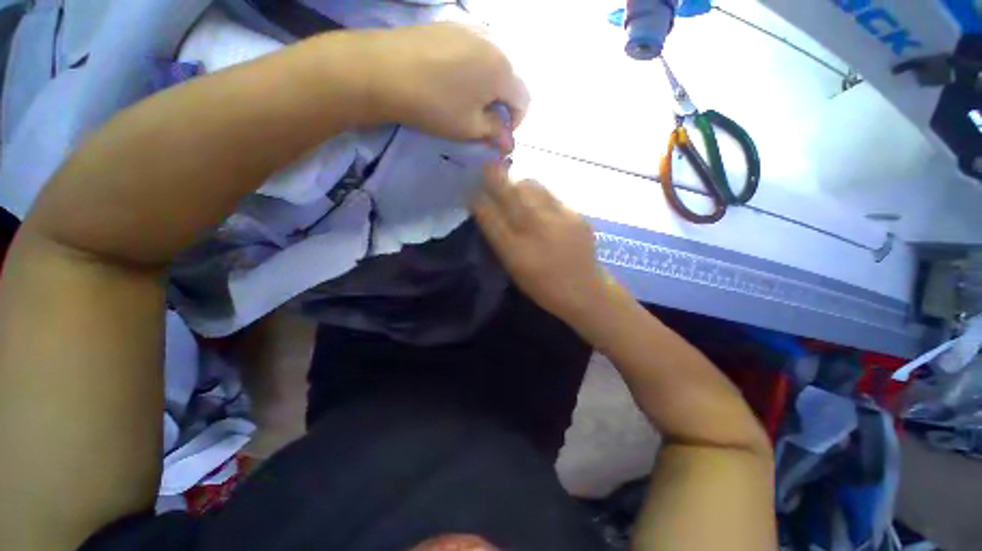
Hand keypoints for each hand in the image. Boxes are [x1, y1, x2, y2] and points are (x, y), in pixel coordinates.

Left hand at [360, 23, 528, 146]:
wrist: (385, 71)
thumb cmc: (436, 105)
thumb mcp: (470, 128)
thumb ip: (495, 132)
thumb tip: (508, 140)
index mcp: (503, 70)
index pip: (524, 100)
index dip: (514, 122)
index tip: (497, 133)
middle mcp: (494, 43)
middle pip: (510, 79)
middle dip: (501, 103)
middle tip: (481, 119)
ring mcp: (471, 28)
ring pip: (492, 64)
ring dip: (487, 86)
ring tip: (464, 99)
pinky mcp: (450, 24)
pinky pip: (473, 50)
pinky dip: (471, 69)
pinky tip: (451, 79)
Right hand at [470, 164, 616, 322]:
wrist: (585, 290)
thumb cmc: (543, 287)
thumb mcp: (515, 270)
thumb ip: (501, 241)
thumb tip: (489, 213)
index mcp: (516, 252)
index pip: (489, 217)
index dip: (477, 201)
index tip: (470, 191)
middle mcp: (536, 231)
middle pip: (510, 194)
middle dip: (494, 177)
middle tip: (487, 167)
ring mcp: (559, 220)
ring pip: (532, 187)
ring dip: (518, 183)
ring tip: (514, 187)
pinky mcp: (576, 214)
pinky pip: (550, 195)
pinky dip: (538, 194)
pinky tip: (538, 203)